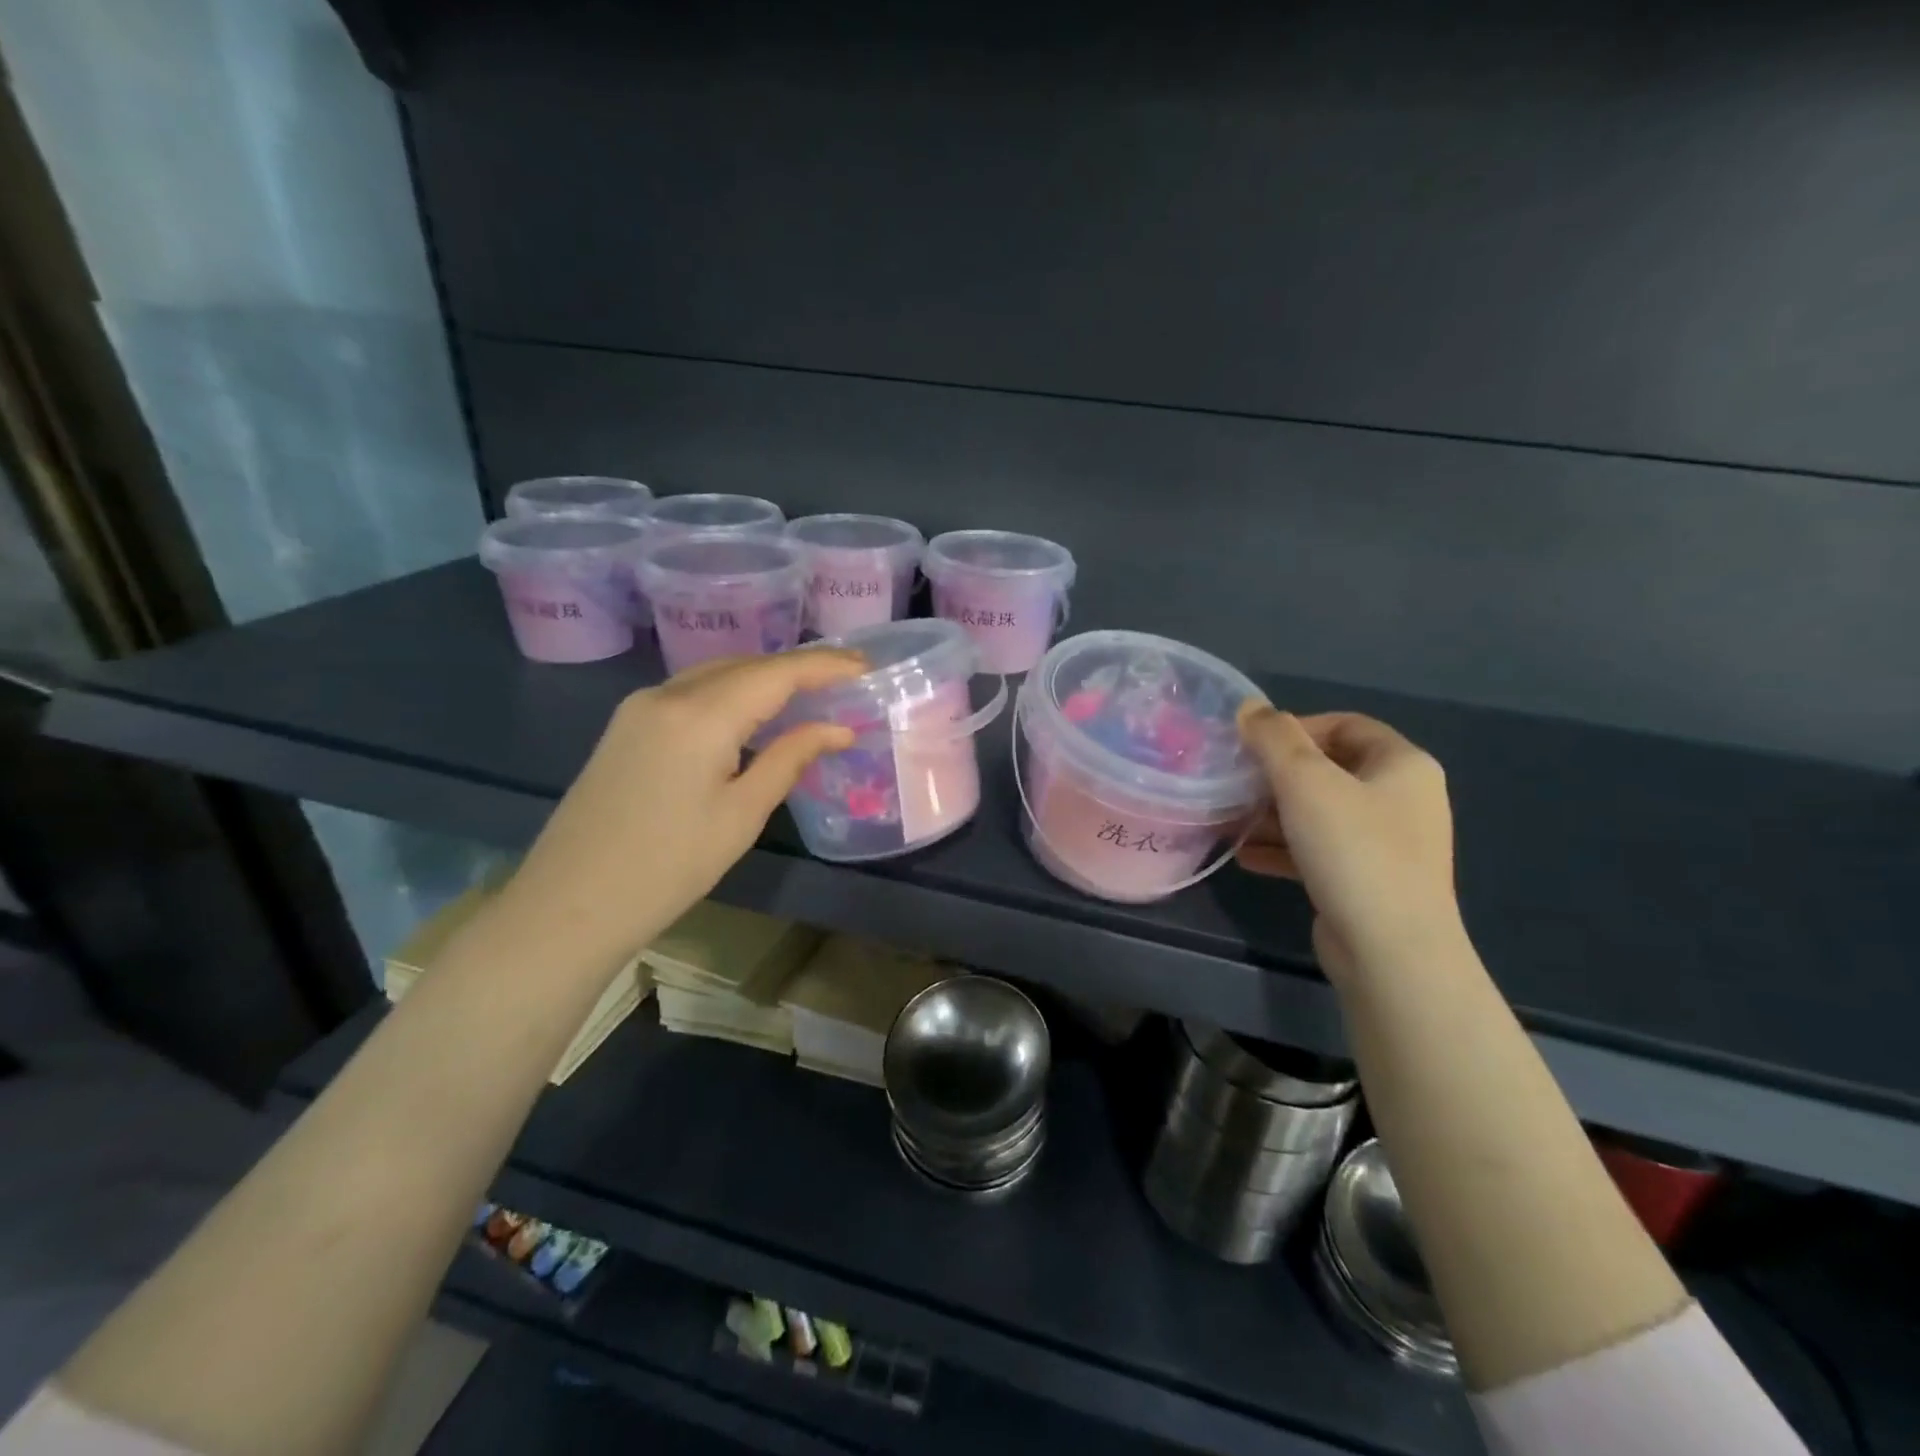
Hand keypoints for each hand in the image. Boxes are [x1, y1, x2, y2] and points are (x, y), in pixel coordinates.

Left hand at [494, 651, 864, 966]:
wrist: (571, 904)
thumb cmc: (669, 866)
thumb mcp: (742, 814)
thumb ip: (790, 758)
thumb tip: (837, 729)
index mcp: (701, 715)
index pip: (776, 673)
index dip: (825, 665)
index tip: (865, 666)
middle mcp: (667, 695)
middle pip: (745, 665)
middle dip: (796, 669)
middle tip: (843, 681)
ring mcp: (640, 707)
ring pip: (715, 674)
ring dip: (762, 679)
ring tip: (807, 694)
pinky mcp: (626, 726)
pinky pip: (691, 692)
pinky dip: (730, 693)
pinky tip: (751, 714)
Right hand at [1235, 705, 1464, 982]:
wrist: (1391, 951)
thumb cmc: (1353, 850)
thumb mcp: (1305, 782)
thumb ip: (1274, 738)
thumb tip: (1250, 708)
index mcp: (1403, 765)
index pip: (1345, 724)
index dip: (1295, 727)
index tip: (1251, 745)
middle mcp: (1402, 799)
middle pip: (1329, 770)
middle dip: (1276, 775)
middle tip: (1234, 782)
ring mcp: (1387, 844)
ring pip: (1320, 813)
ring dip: (1273, 814)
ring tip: (1229, 820)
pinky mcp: (1367, 881)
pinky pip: (1319, 851)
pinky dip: (1284, 848)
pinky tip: (1244, 857)